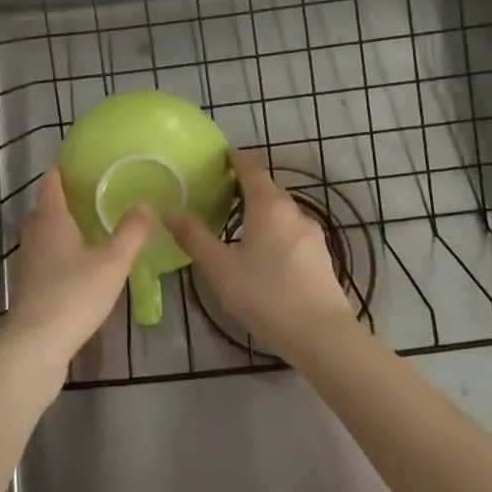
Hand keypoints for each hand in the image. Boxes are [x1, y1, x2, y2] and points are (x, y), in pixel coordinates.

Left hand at [1, 169, 152, 371]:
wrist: (35, 345)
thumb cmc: (74, 294)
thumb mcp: (112, 263)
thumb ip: (130, 232)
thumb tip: (146, 203)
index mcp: (51, 220)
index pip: (51, 184)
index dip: (62, 171)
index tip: (80, 165)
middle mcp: (34, 235)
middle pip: (44, 208)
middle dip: (63, 200)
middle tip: (91, 197)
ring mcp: (26, 262)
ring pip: (42, 235)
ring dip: (60, 229)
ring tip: (87, 230)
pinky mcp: (26, 287)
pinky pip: (42, 258)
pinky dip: (57, 254)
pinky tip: (76, 267)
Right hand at [168, 150, 355, 363]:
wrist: (322, 335)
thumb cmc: (265, 294)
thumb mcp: (220, 268)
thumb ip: (194, 238)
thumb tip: (169, 212)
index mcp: (268, 206)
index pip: (251, 169)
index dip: (236, 159)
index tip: (222, 155)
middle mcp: (293, 212)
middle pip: (268, 190)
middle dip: (247, 187)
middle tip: (222, 193)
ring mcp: (312, 235)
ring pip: (282, 214)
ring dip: (262, 212)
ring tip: (240, 225)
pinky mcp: (321, 258)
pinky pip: (293, 234)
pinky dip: (276, 233)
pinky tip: (266, 255)